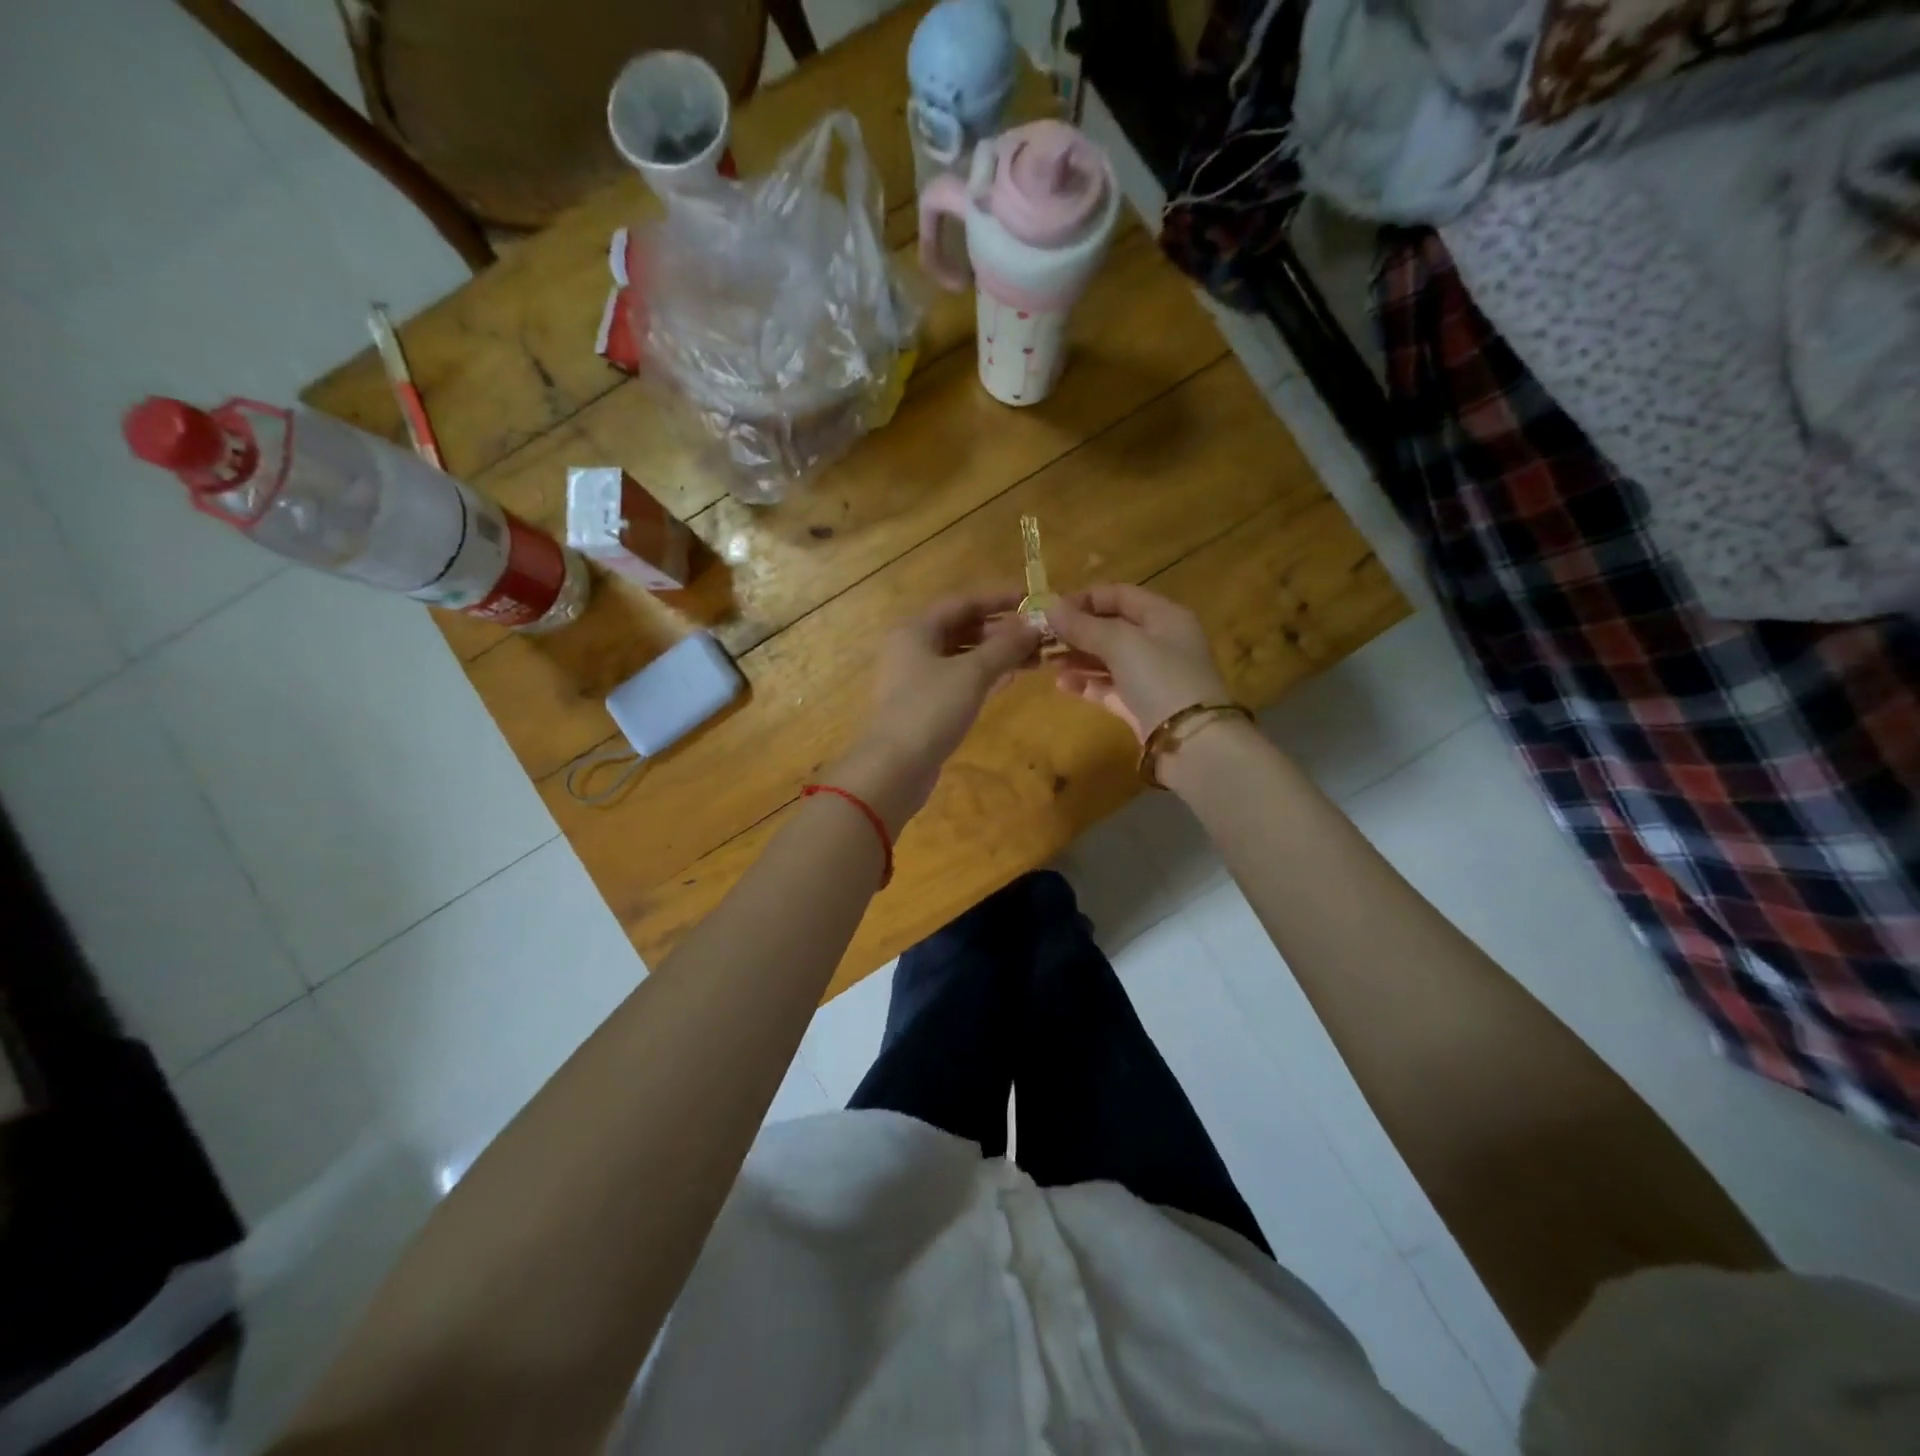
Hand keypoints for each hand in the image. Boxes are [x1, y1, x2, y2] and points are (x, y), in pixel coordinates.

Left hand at [827, 589, 1040, 830]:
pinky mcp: (925, 706)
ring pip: (963, 657)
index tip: (1031, 599)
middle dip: (1001, 631)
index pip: (962, 602)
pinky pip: (959, 681)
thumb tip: (1034, 626)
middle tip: (1039, 636)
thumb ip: (1005, 647)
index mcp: (916, 630)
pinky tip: (1011, 677)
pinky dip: (984, 676)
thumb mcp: (972, 673)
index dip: (998, 599)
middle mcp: (913, 648)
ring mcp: (917, 679)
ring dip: (996, 655)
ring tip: (1035, 657)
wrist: (894, 768)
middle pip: (962, 629)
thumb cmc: (930, 710)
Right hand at [1045, 584, 1231, 742]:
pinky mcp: (1141, 705)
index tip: (1051, 610)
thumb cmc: (1159, 678)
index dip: (1085, 599)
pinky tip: (1062, 684)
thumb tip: (1049, 606)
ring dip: (1077, 657)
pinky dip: (1087, 683)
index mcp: (1164, 616)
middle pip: (1112, 627)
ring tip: (1047, 662)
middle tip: (1043, 639)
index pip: (1120, 595)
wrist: (1190, 742)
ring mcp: (1151, 675)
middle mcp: (1160, 641)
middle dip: (1077, 631)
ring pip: (1108, 658)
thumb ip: (1084, 625)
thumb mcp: (1121, 643)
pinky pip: (1109, 687)